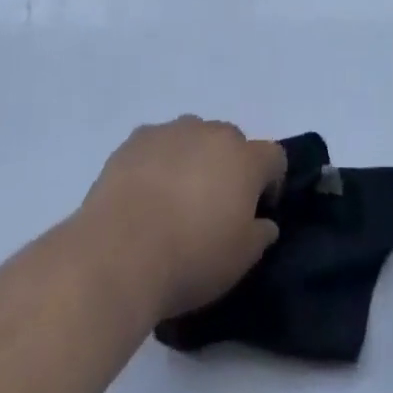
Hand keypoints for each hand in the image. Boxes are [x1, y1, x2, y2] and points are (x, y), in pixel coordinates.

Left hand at [77, 116, 285, 321]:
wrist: (119, 253)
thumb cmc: (190, 259)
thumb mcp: (240, 261)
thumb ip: (260, 235)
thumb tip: (264, 222)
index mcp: (245, 159)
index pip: (274, 157)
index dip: (271, 182)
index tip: (258, 211)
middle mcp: (213, 133)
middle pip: (232, 142)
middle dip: (229, 168)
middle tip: (212, 208)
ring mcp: (173, 131)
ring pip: (193, 138)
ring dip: (192, 160)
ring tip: (173, 200)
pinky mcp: (137, 139)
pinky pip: (157, 144)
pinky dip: (157, 162)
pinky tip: (143, 195)